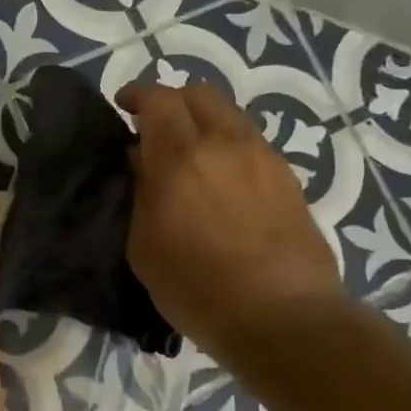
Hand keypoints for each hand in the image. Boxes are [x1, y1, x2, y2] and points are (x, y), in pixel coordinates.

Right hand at [116, 82, 344, 348]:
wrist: (282, 317)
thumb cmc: (196, 287)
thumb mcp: (144, 244)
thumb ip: (141, 191)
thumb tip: (141, 159)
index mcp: (180, 156)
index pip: (157, 99)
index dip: (136, 94)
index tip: (123, 106)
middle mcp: (224, 143)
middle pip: (198, 93)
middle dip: (172, 101)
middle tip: (155, 127)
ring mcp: (263, 156)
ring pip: (229, 113)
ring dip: (204, 121)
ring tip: (191, 153)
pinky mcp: (288, 177)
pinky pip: (251, 141)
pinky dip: (229, 144)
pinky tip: (222, 178)